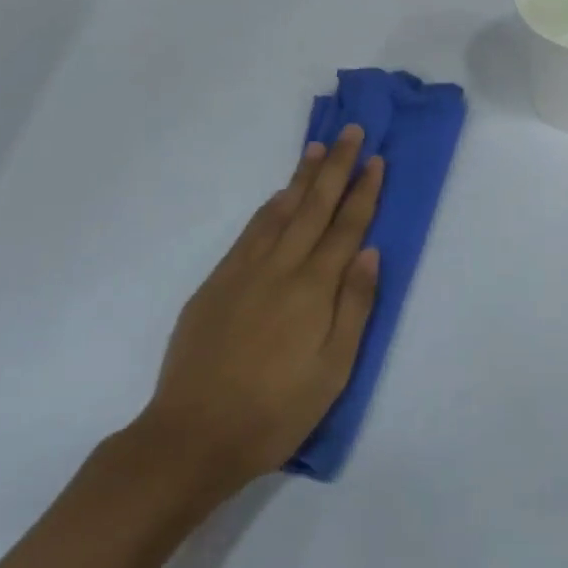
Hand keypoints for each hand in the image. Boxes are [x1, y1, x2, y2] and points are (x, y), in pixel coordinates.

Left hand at [136, 125, 381, 496]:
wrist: (192, 436)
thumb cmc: (275, 411)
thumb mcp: (333, 371)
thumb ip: (355, 307)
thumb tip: (371, 252)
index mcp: (314, 288)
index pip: (347, 227)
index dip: (363, 191)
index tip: (375, 159)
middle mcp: (281, 267)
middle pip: (314, 206)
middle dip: (336, 166)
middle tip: (350, 131)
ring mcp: (244, 270)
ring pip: (280, 211)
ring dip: (302, 178)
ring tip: (317, 149)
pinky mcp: (217, 282)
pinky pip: (250, 231)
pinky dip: (269, 207)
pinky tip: (277, 197)